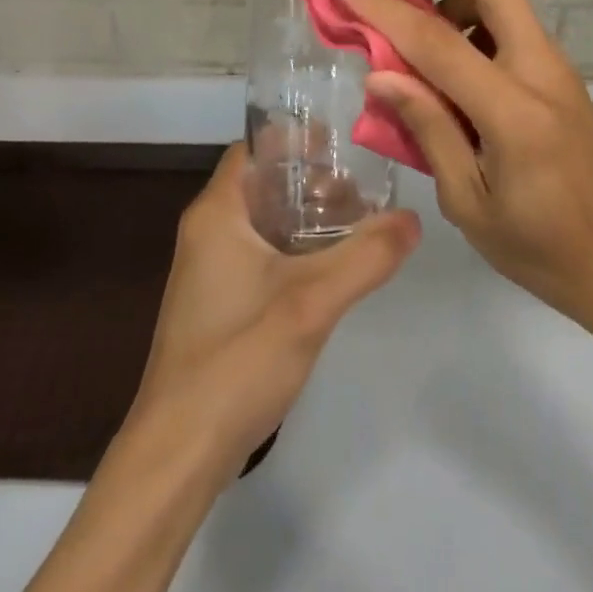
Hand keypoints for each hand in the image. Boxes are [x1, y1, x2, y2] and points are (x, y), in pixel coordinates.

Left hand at [130, 141, 420, 478]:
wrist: (179, 452)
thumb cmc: (237, 358)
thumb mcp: (312, 301)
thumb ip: (367, 256)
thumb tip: (413, 218)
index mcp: (217, 214)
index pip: (253, 149)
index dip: (295, 139)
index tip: (342, 143)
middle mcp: (208, 233)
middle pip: (263, 184)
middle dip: (311, 181)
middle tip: (363, 189)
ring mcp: (211, 272)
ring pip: (265, 223)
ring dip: (307, 218)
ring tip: (359, 224)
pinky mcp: (220, 305)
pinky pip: (262, 256)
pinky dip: (296, 250)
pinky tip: (333, 269)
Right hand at [336, 0, 592, 331]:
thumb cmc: (541, 248)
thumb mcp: (469, 204)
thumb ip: (427, 130)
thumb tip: (380, 74)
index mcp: (515, 115)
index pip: (439, 42)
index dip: (386, 7)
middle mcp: (542, 71)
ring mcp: (556, 65)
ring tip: (406, 13)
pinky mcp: (558, 70)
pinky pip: (510, 19)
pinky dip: (470, 10)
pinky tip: (444, 49)